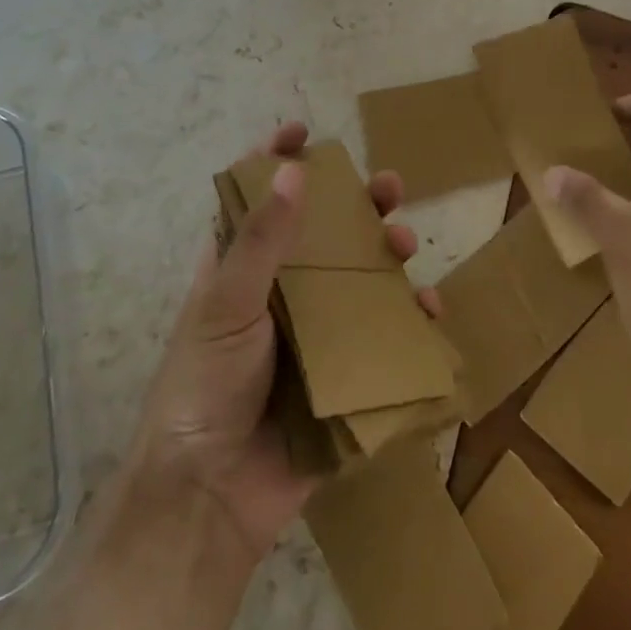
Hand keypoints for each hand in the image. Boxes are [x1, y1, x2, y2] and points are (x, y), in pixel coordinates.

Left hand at [128, 121, 438, 562]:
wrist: (209, 499)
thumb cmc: (203, 387)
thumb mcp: (226, 304)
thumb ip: (260, 240)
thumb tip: (294, 169)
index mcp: (239, 269)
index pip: (258, 200)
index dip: (276, 161)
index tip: (302, 130)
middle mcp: (279, 293)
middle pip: (324, 233)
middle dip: (357, 205)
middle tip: (389, 188)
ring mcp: (312, 334)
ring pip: (359, 278)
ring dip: (387, 255)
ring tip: (405, 244)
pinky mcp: (340, 373)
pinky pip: (381, 336)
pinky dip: (408, 320)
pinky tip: (427, 311)